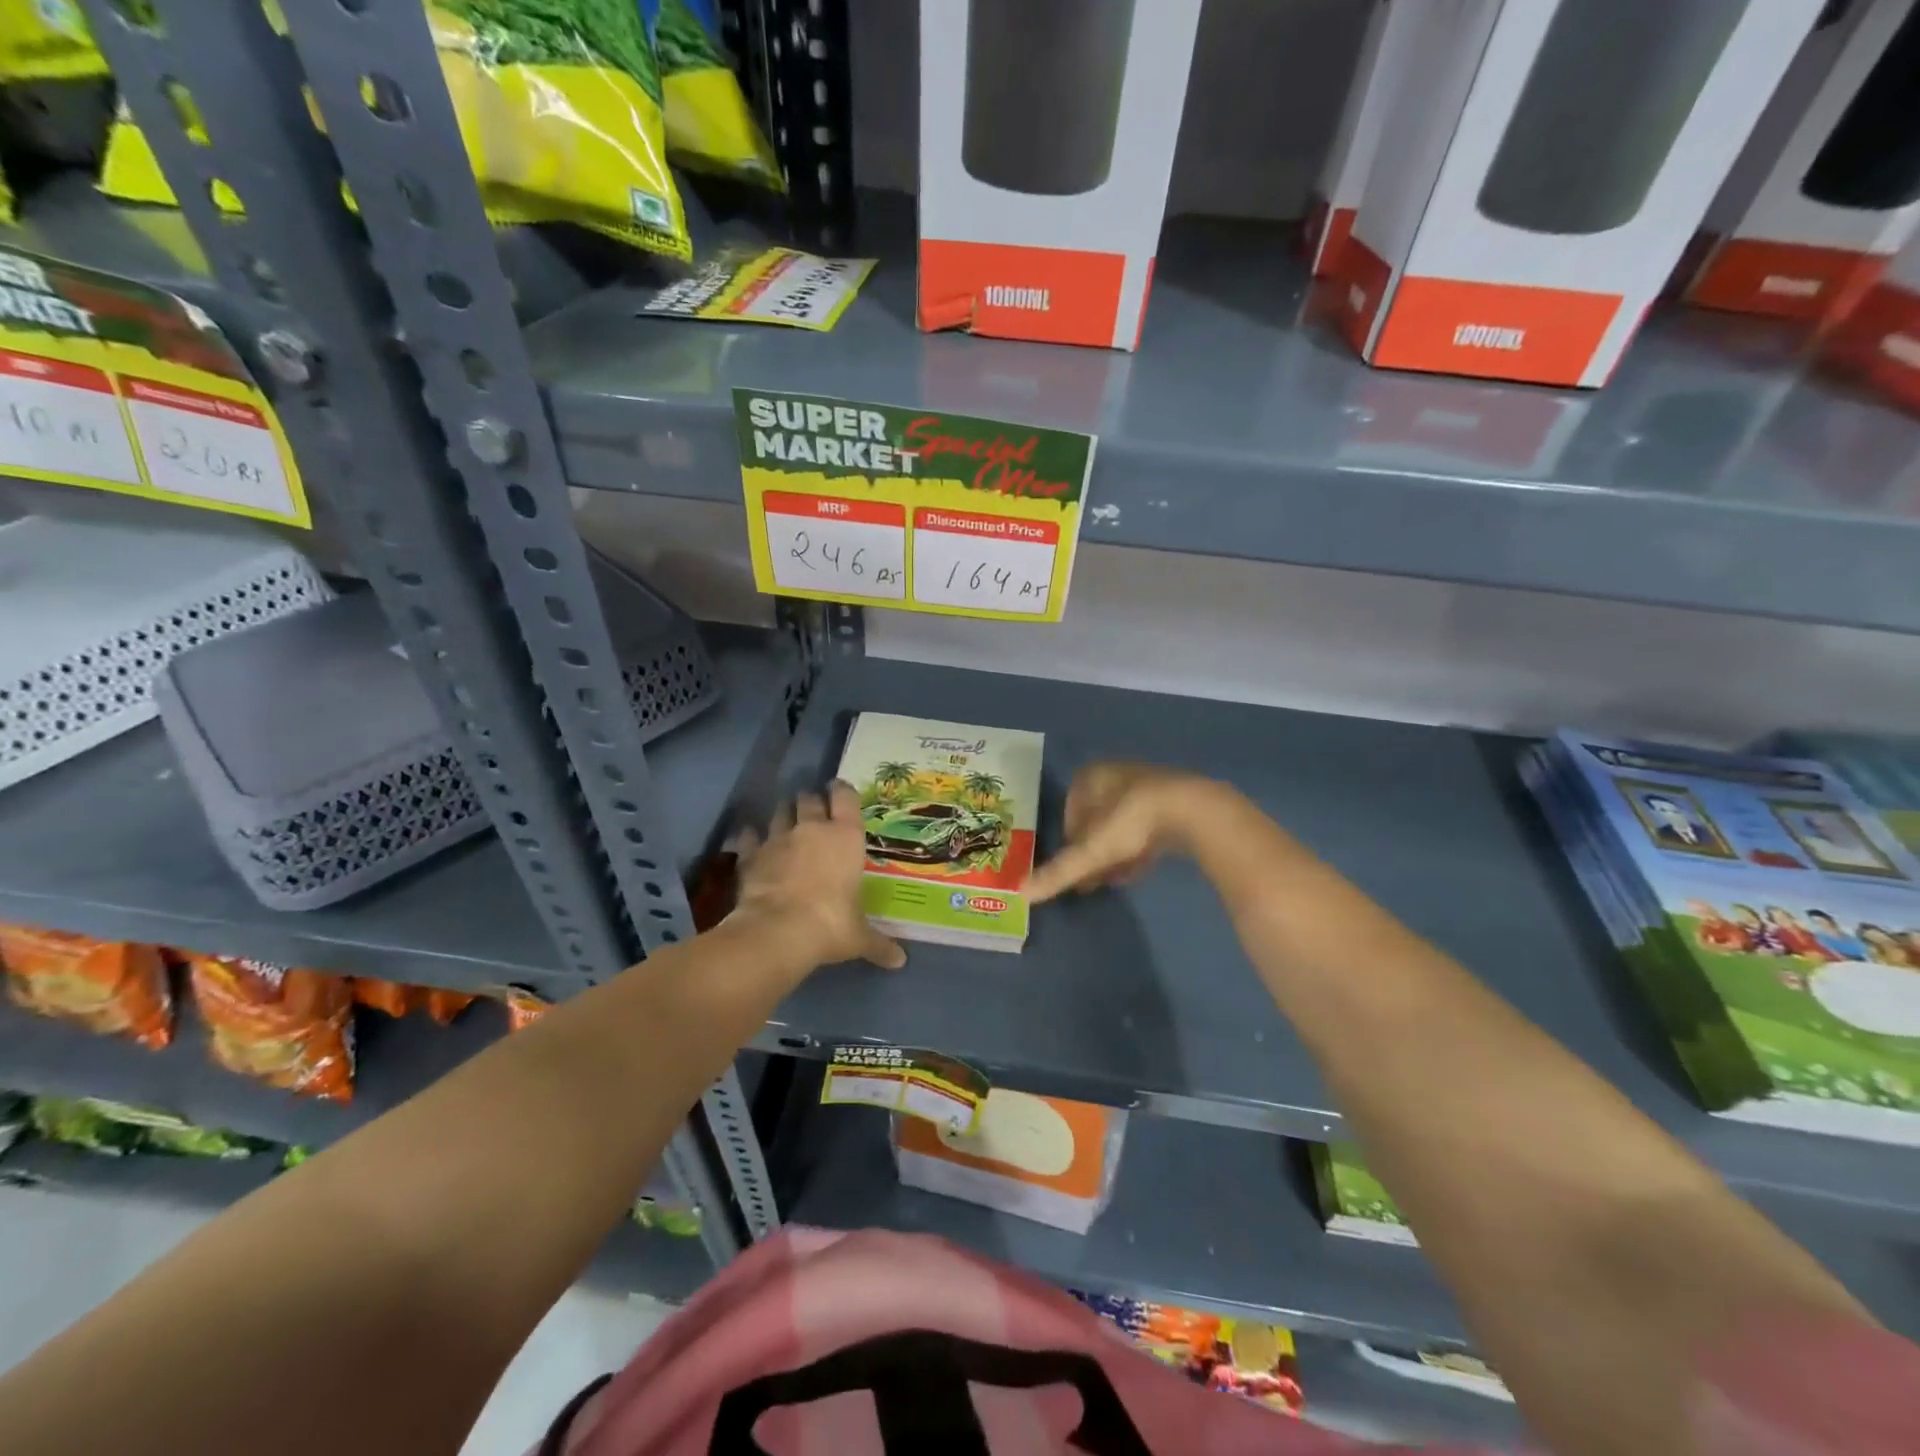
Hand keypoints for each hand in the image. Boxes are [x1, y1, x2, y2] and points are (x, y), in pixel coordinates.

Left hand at [733, 781, 905, 971]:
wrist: (778, 932)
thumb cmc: (831, 925)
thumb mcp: (859, 937)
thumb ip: (879, 944)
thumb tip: (900, 961)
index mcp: (845, 837)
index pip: (846, 798)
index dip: (842, 790)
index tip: (839, 790)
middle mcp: (812, 829)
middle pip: (809, 799)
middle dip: (810, 801)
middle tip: (813, 810)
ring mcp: (778, 839)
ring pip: (780, 812)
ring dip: (783, 814)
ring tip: (786, 820)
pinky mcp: (752, 855)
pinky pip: (750, 837)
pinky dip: (751, 837)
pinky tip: (751, 840)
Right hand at [1029, 763, 1222, 903]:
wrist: (1190, 810)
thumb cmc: (1129, 823)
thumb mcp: (1090, 853)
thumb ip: (1057, 874)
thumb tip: (1020, 894)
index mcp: (1089, 777)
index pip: (1069, 811)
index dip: (1070, 842)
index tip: (1075, 866)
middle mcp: (1115, 774)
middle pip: (1096, 818)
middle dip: (1094, 849)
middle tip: (1093, 878)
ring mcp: (1146, 784)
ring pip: (1122, 823)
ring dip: (1116, 852)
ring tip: (1116, 879)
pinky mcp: (1174, 799)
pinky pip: (1147, 826)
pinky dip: (1139, 848)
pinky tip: (1140, 870)